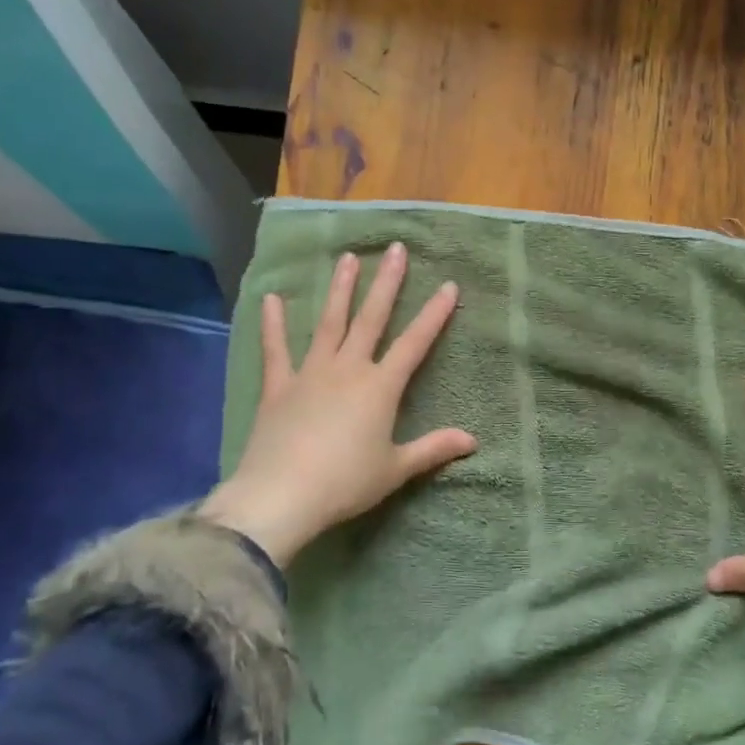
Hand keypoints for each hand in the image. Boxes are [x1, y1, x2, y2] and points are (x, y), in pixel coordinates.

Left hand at [200, 244, 475, 567]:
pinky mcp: (278, 387)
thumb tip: (473, 440)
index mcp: (380, 388)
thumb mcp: (395, 469)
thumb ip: (433, 449)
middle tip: (395, 248)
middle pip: (371, 319)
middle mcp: (348, 369)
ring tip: (347, 258)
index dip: (434, 314)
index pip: (414, 343)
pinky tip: (271, 299)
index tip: (448, 285)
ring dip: (340, 289)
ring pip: (330, 323)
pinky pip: (276, 350)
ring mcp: (310, 374)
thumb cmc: (345, 483)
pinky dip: (273, 325)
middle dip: (387, 283)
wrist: (281, 496)